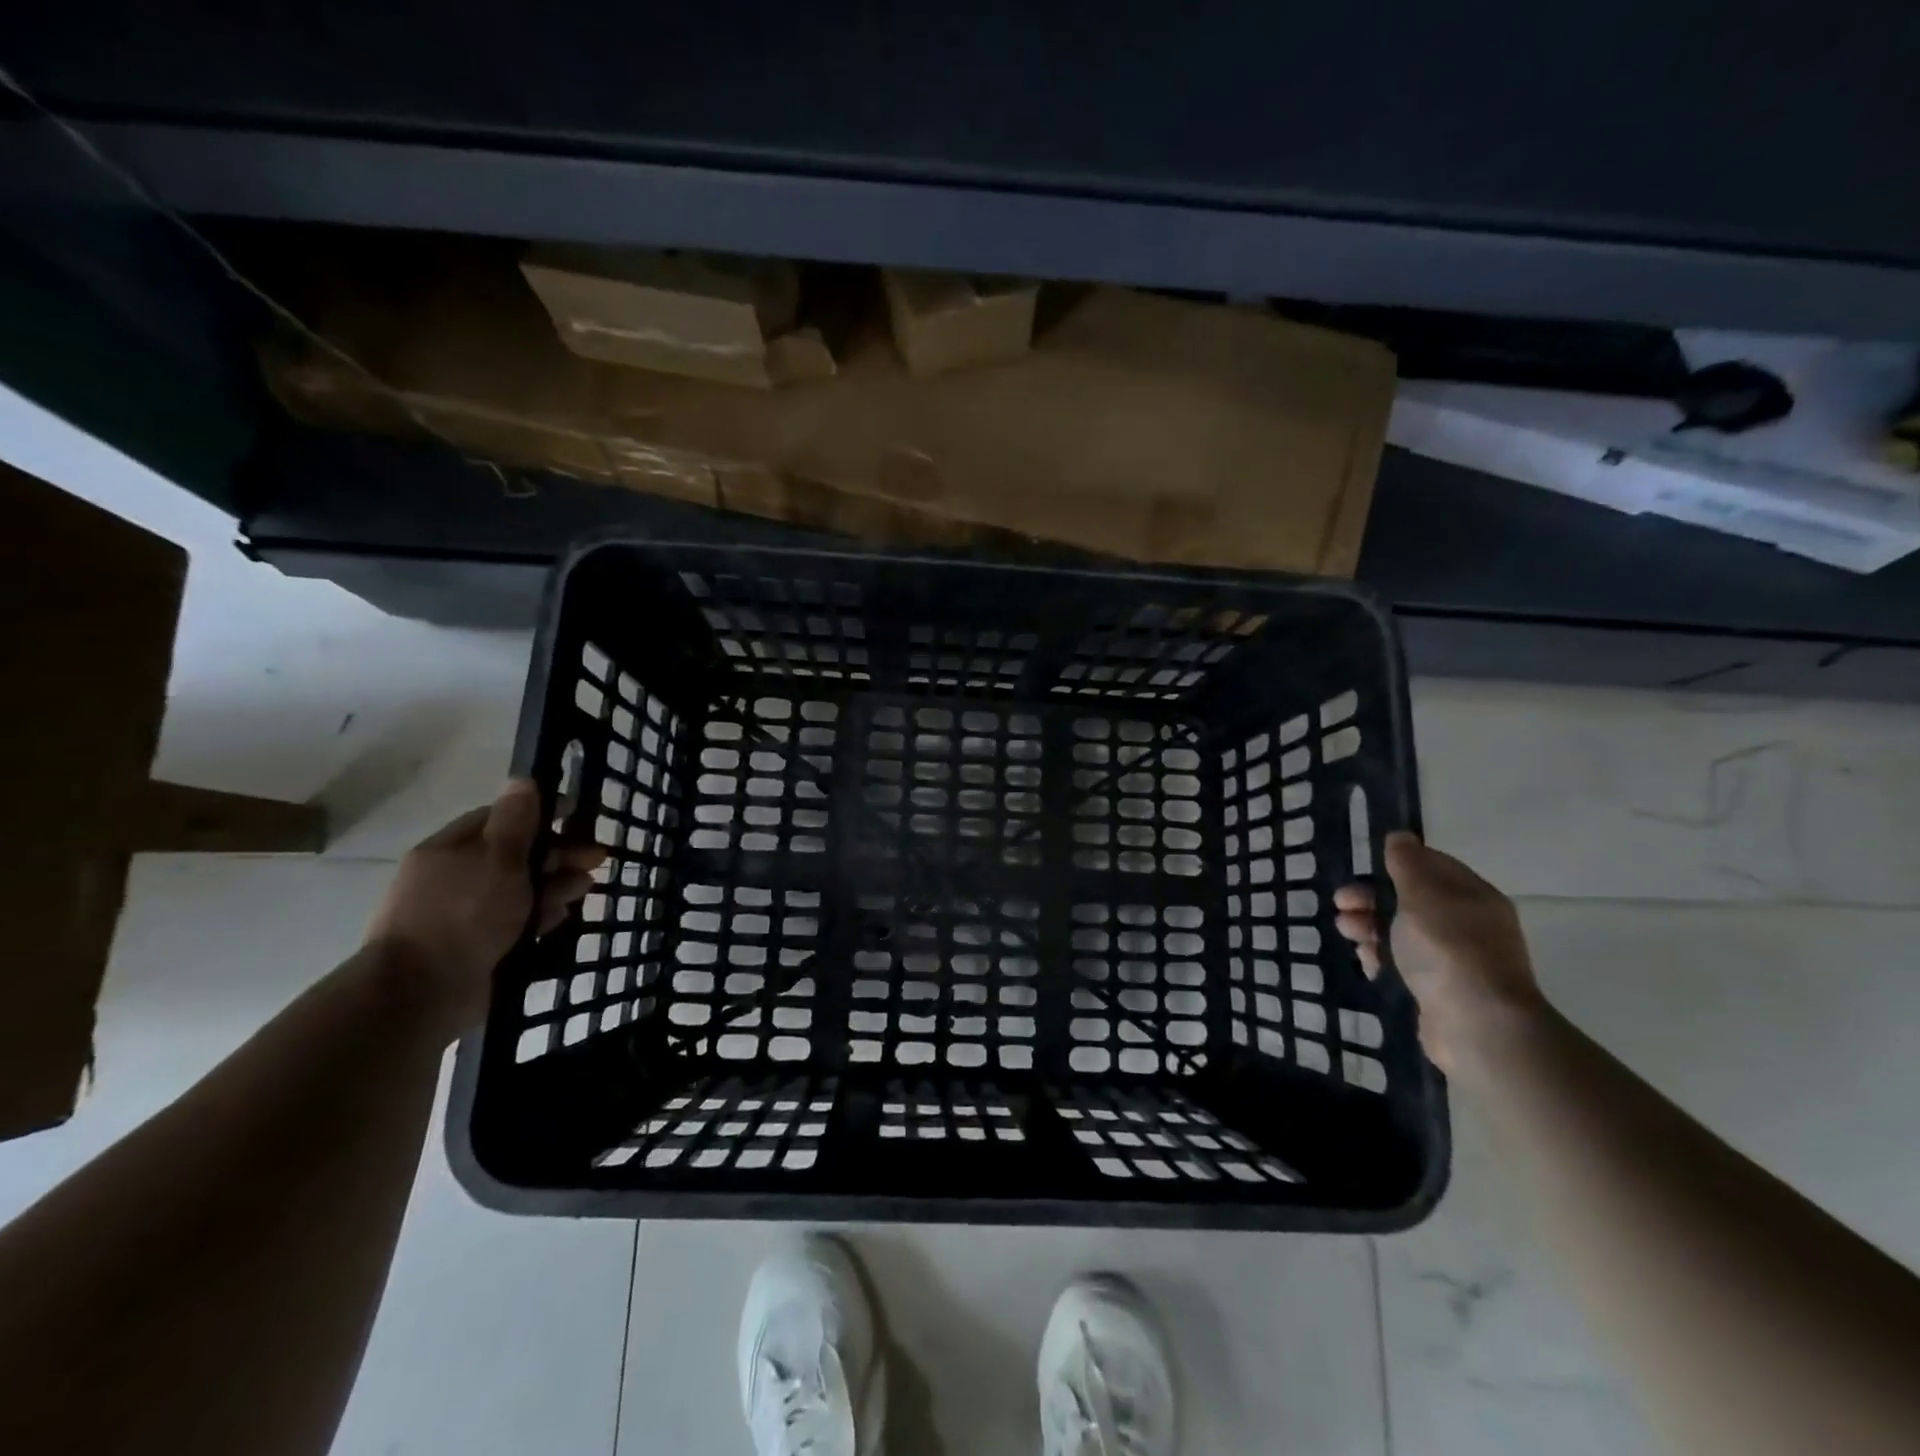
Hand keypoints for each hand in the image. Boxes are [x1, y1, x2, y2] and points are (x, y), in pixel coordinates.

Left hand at [365, 780, 604, 1035]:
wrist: (422, 993)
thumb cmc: (463, 914)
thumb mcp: (497, 858)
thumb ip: (516, 821)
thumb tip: (523, 779)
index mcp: (450, 850)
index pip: (499, 819)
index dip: (539, 816)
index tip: (575, 819)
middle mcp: (455, 878)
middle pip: (515, 856)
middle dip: (558, 855)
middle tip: (596, 861)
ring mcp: (464, 915)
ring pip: (520, 890)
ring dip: (555, 886)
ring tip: (584, 890)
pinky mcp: (477, 946)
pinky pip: (516, 923)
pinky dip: (539, 917)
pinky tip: (558, 919)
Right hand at [1333, 832, 1544, 1071]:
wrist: (1477, 1026)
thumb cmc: (1447, 949)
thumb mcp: (1422, 895)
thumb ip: (1407, 864)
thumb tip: (1400, 836)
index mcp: (1472, 896)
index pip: (1432, 866)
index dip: (1394, 864)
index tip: (1362, 868)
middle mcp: (1467, 924)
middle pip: (1410, 900)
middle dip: (1371, 898)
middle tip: (1341, 904)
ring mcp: (1454, 960)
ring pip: (1401, 932)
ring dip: (1369, 927)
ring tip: (1347, 933)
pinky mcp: (1438, 989)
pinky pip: (1402, 964)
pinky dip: (1381, 959)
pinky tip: (1367, 963)